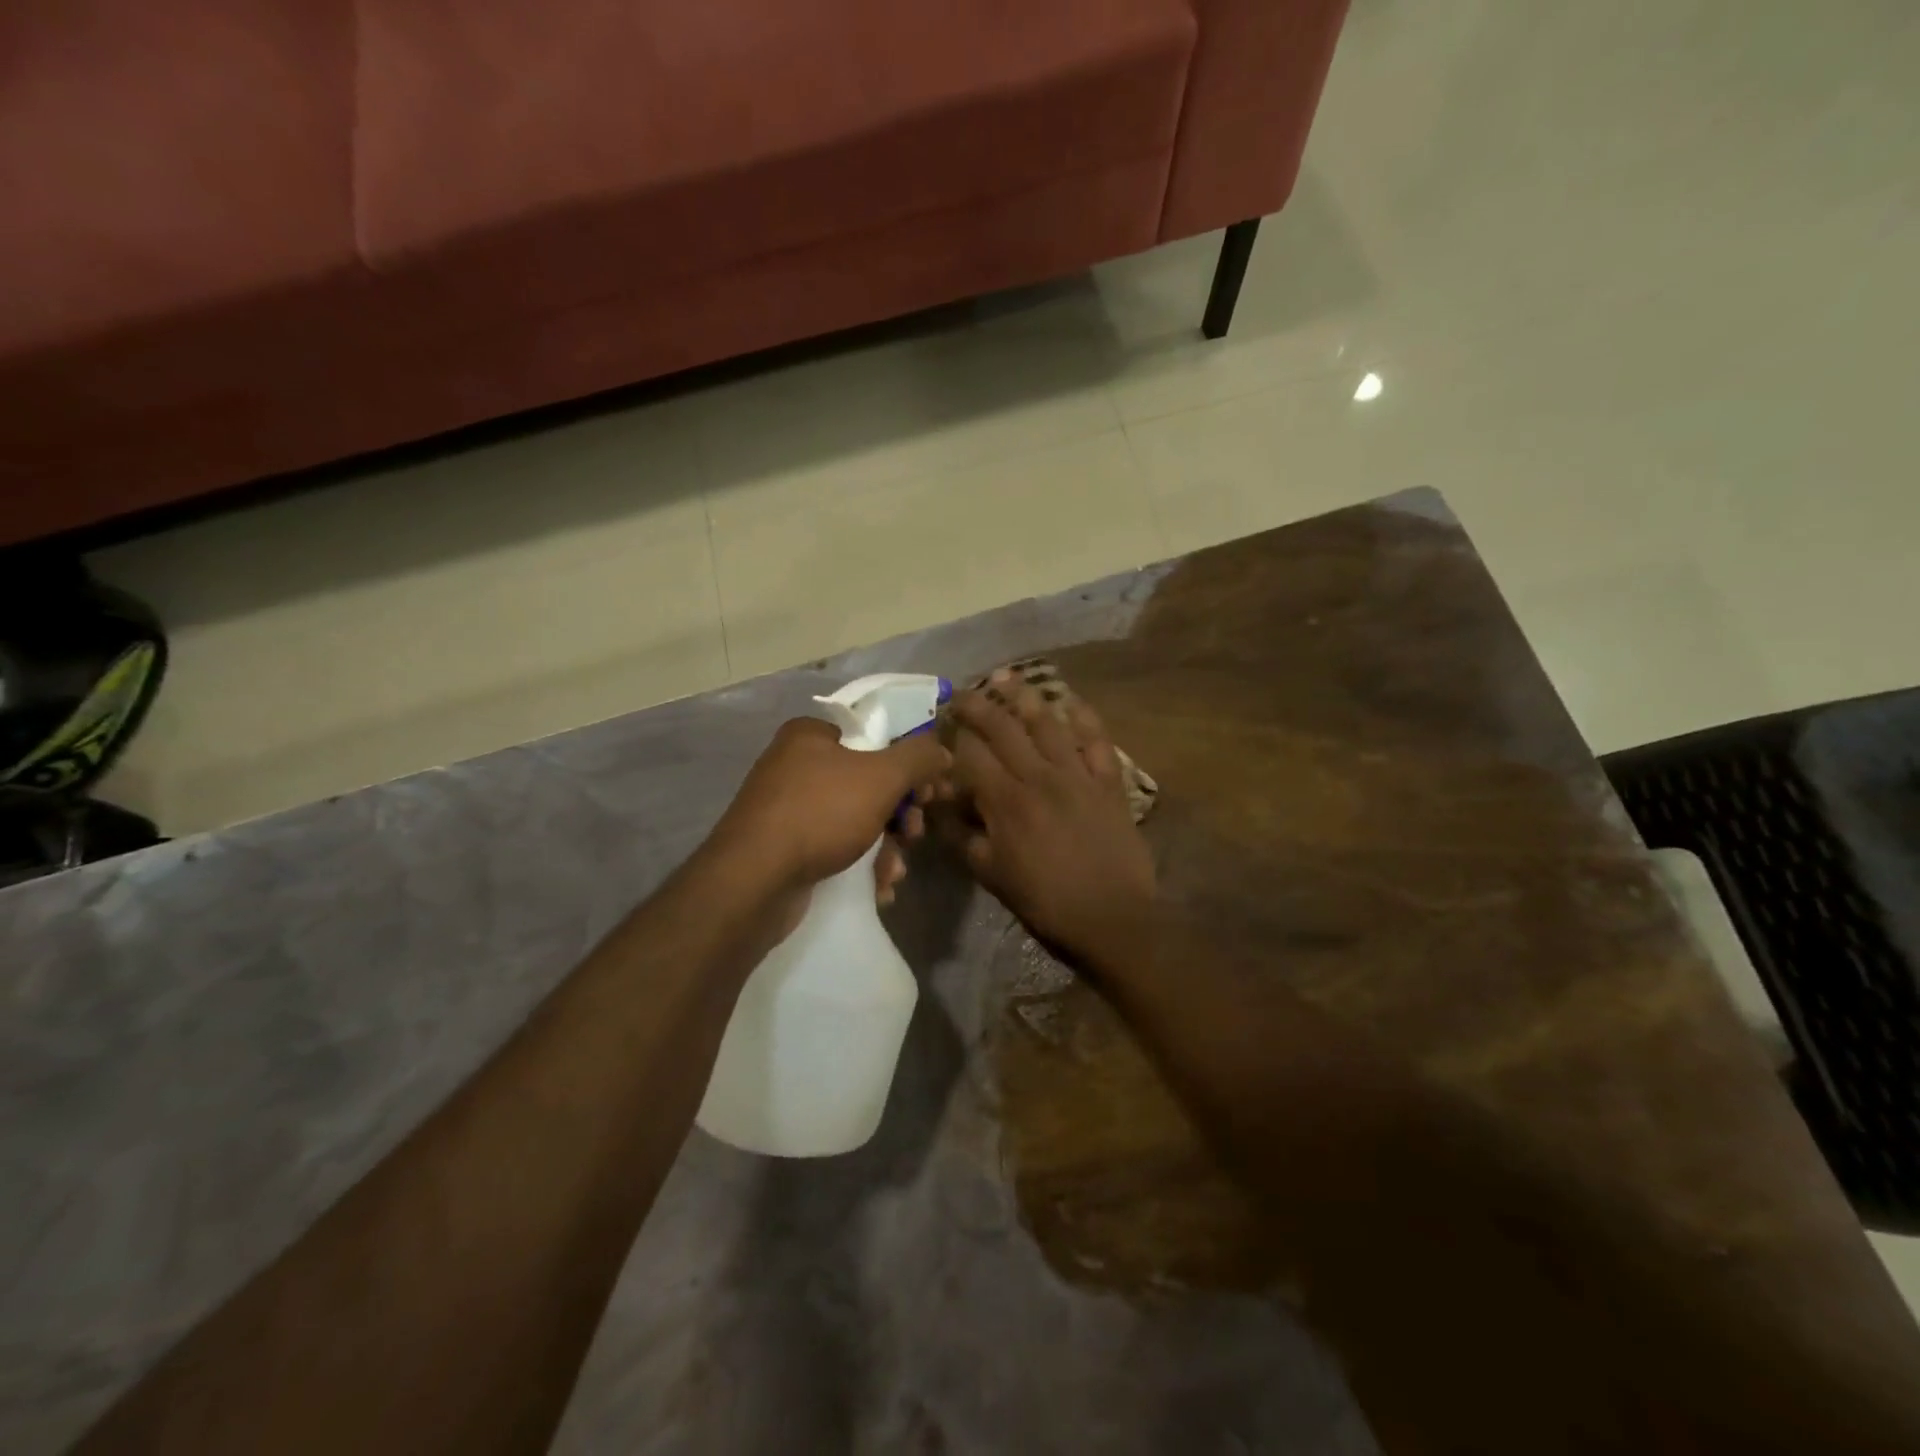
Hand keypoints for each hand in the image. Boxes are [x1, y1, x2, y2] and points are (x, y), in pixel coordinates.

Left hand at [710, 717, 951, 928]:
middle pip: (869, 782)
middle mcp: (796, 765)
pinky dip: (861, 865)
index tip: (930, 792)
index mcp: (812, 735)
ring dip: (886, 847)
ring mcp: (787, 808)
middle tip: (914, 833)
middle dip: (900, 814)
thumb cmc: (821, 814)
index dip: (909, 763)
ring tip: (894, 872)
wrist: (754, 881)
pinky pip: (835, 847)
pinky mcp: (785, 848)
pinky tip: (877, 887)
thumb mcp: (881, 777)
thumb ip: (919, 757)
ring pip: (856, 820)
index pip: (875, 737)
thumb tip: (942, 750)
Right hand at [939, 673, 1154, 972]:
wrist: (1111, 916)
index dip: (953, 735)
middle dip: (979, 705)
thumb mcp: (991, 875)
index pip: (971, 754)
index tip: (941, 722)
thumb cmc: (1045, 901)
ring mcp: (1077, 775)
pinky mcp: (1108, 782)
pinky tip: (1070, 699)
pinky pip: (1096, 740)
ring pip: (1047, 724)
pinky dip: (1084, 717)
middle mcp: (1039, 777)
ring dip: (1024, 697)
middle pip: (1003, 729)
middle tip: (963, 690)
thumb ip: (963, 836)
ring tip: (1006, 677)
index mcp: (1006, 801)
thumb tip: (941, 806)